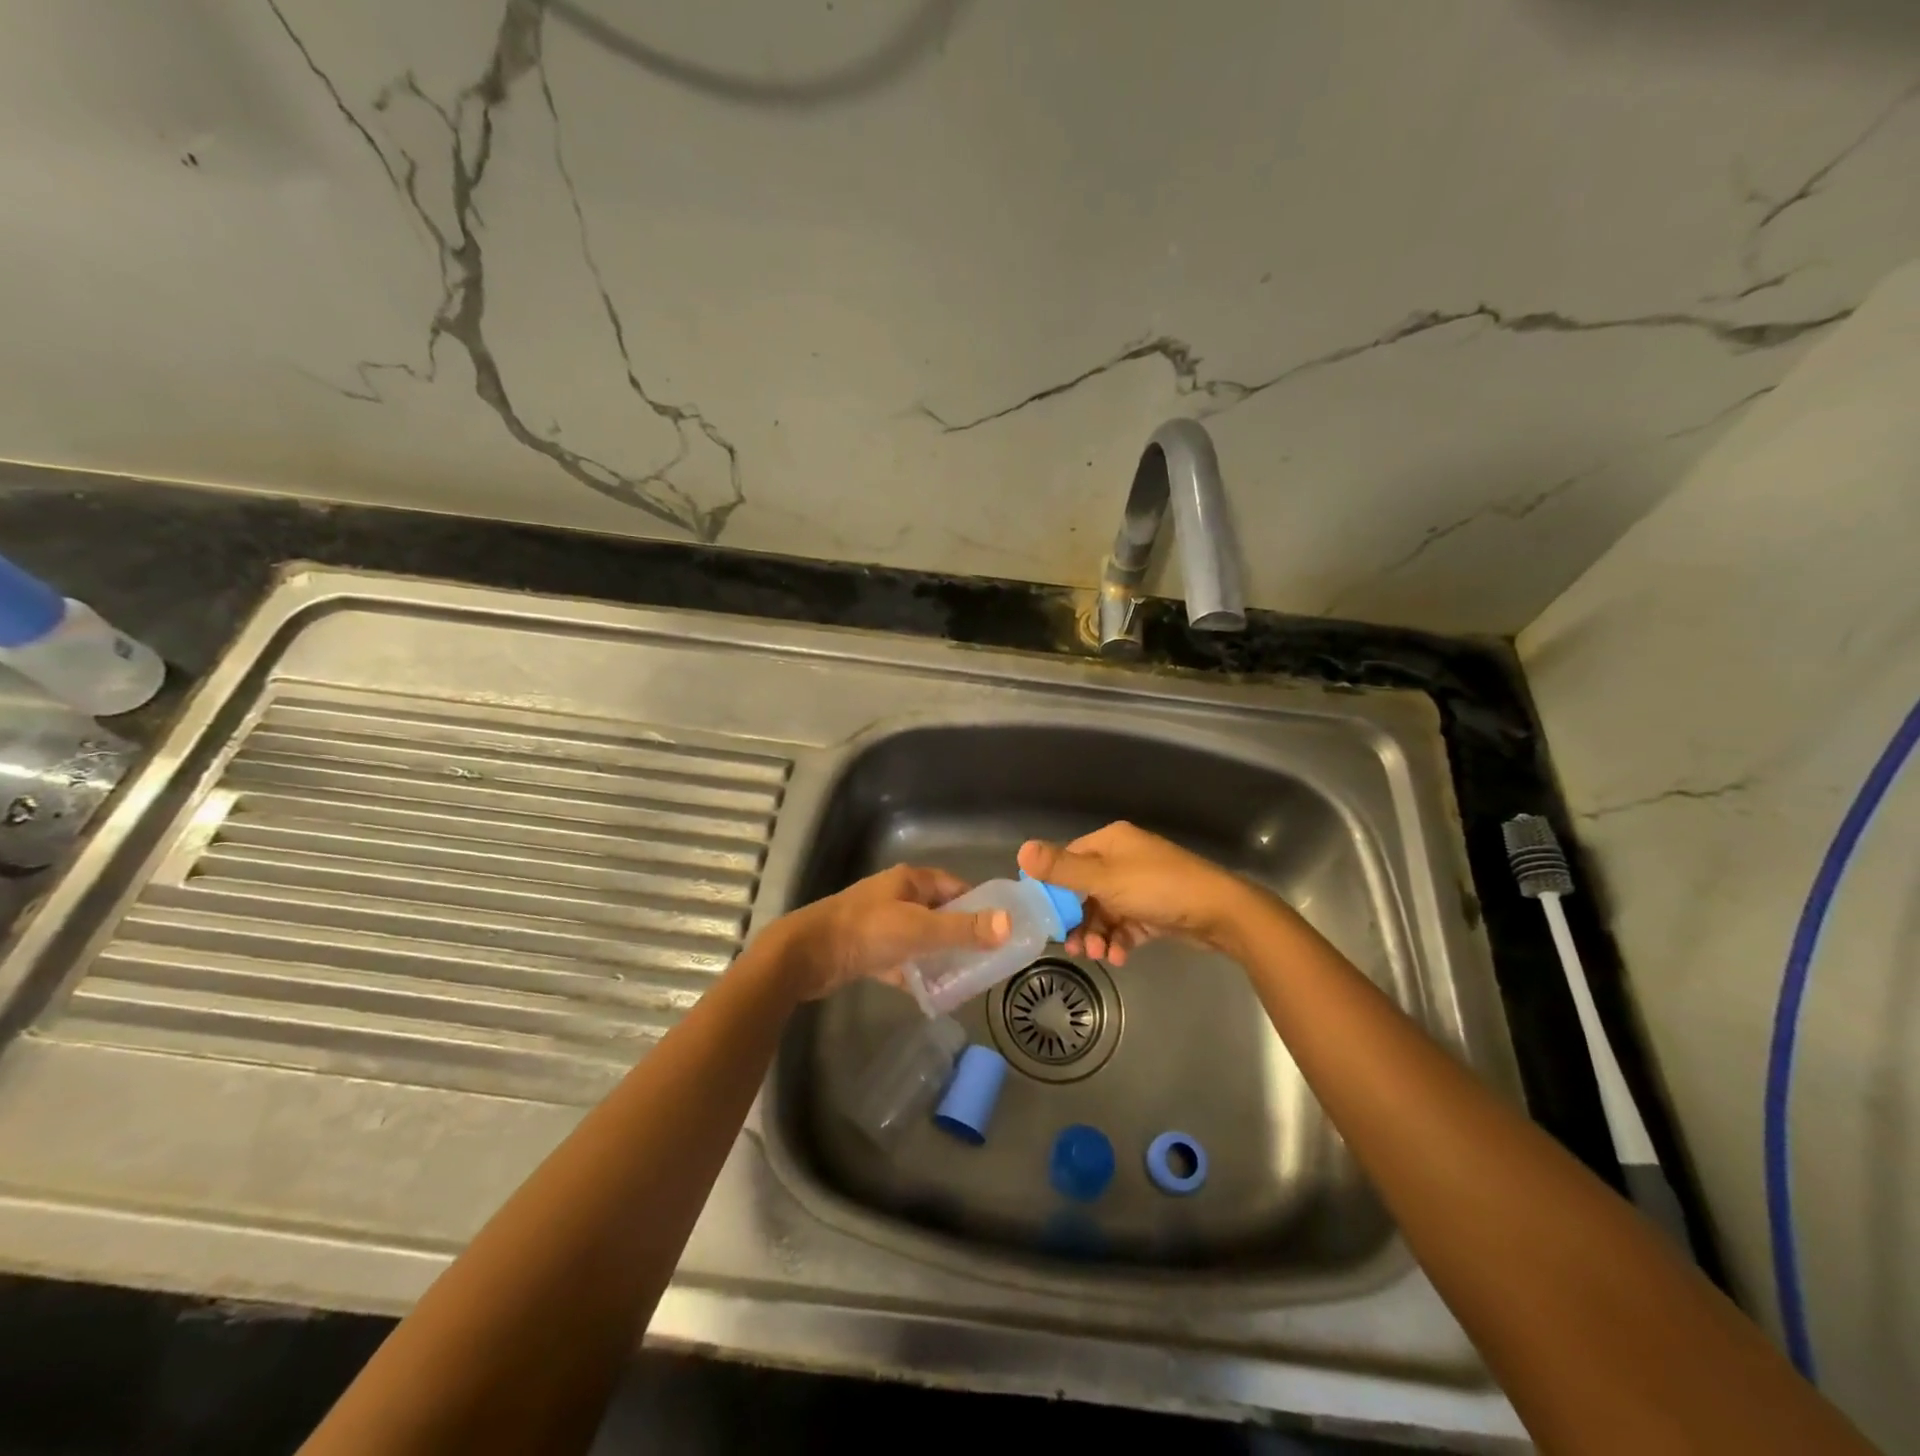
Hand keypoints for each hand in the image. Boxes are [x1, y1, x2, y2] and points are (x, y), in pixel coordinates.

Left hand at [769, 865, 1010, 999]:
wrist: (807, 955)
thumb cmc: (866, 932)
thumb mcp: (920, 929)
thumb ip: (963, 929)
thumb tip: (1009, 924)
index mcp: (910, 881)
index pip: (955, 887)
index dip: (979, 904)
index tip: (1002, 928)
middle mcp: (897, 897)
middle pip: (939, 912)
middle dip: (962, 933)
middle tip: (988, 959)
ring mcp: (881, 924)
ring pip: (921, 937)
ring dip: (940, 955)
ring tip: (966, 979)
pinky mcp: (868, 950)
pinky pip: (902, 959)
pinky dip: (915, 973)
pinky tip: (931, 993)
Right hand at [1017, 821, 1260, 964]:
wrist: (1220, 913)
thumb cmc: (1158, 888)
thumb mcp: (1105, 879)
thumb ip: (1062, 869)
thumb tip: (1021, 849)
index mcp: (1110, 842)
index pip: (1068, 860)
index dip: (1053, 887)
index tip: (1042, 916)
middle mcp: (1123, 859)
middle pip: (1084, 889)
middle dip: (1077, 919)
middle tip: (1071, 946)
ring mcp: (1139, 885)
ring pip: (1104, 911)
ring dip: (1097, 934)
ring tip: (1098, 954)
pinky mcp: (1153, 910)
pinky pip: (1125, 925)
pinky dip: (1118, 940)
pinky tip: (1118, 957)